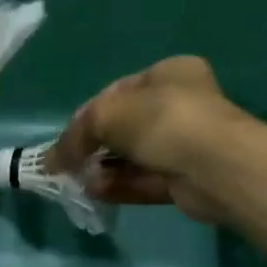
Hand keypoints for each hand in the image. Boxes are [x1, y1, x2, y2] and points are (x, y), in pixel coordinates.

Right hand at [47, 56, 249, 224]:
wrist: (216, 167)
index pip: (116, 92)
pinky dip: (118, 185)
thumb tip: (51, 160)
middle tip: (68, 163)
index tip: (66, 138)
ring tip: (76, 181)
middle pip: (124, 126)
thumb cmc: (162, 122)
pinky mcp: (185, 179)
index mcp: (168, 73)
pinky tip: (94, 192)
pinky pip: (144, 180)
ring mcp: (185, 144)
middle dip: (93, 146)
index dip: (86, 115)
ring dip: (103, 168)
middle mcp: (179, 105)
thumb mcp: (107, 116)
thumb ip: (75, 135)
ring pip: (133, 156)